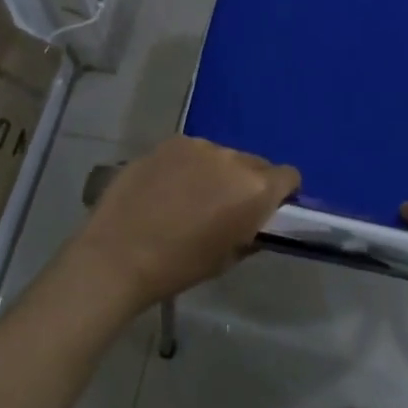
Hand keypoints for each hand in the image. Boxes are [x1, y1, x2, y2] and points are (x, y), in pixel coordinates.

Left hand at [73, 136, 298, 311]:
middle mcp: (233, 158)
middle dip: (247, 182)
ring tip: (189, 197)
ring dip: (216, 172)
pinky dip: (187, 166)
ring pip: (221, 156)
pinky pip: (191, 152)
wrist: (118, 254)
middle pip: (255, 163)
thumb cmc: (179, 266)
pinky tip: (166, 188)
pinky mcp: (170, 142)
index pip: (289, 176)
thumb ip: (250, 232)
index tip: (267, 209)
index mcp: (255, 189)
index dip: (283, 192)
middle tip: (225, 207)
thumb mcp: (227, 258)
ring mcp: (199, 145)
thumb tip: (256, 221)